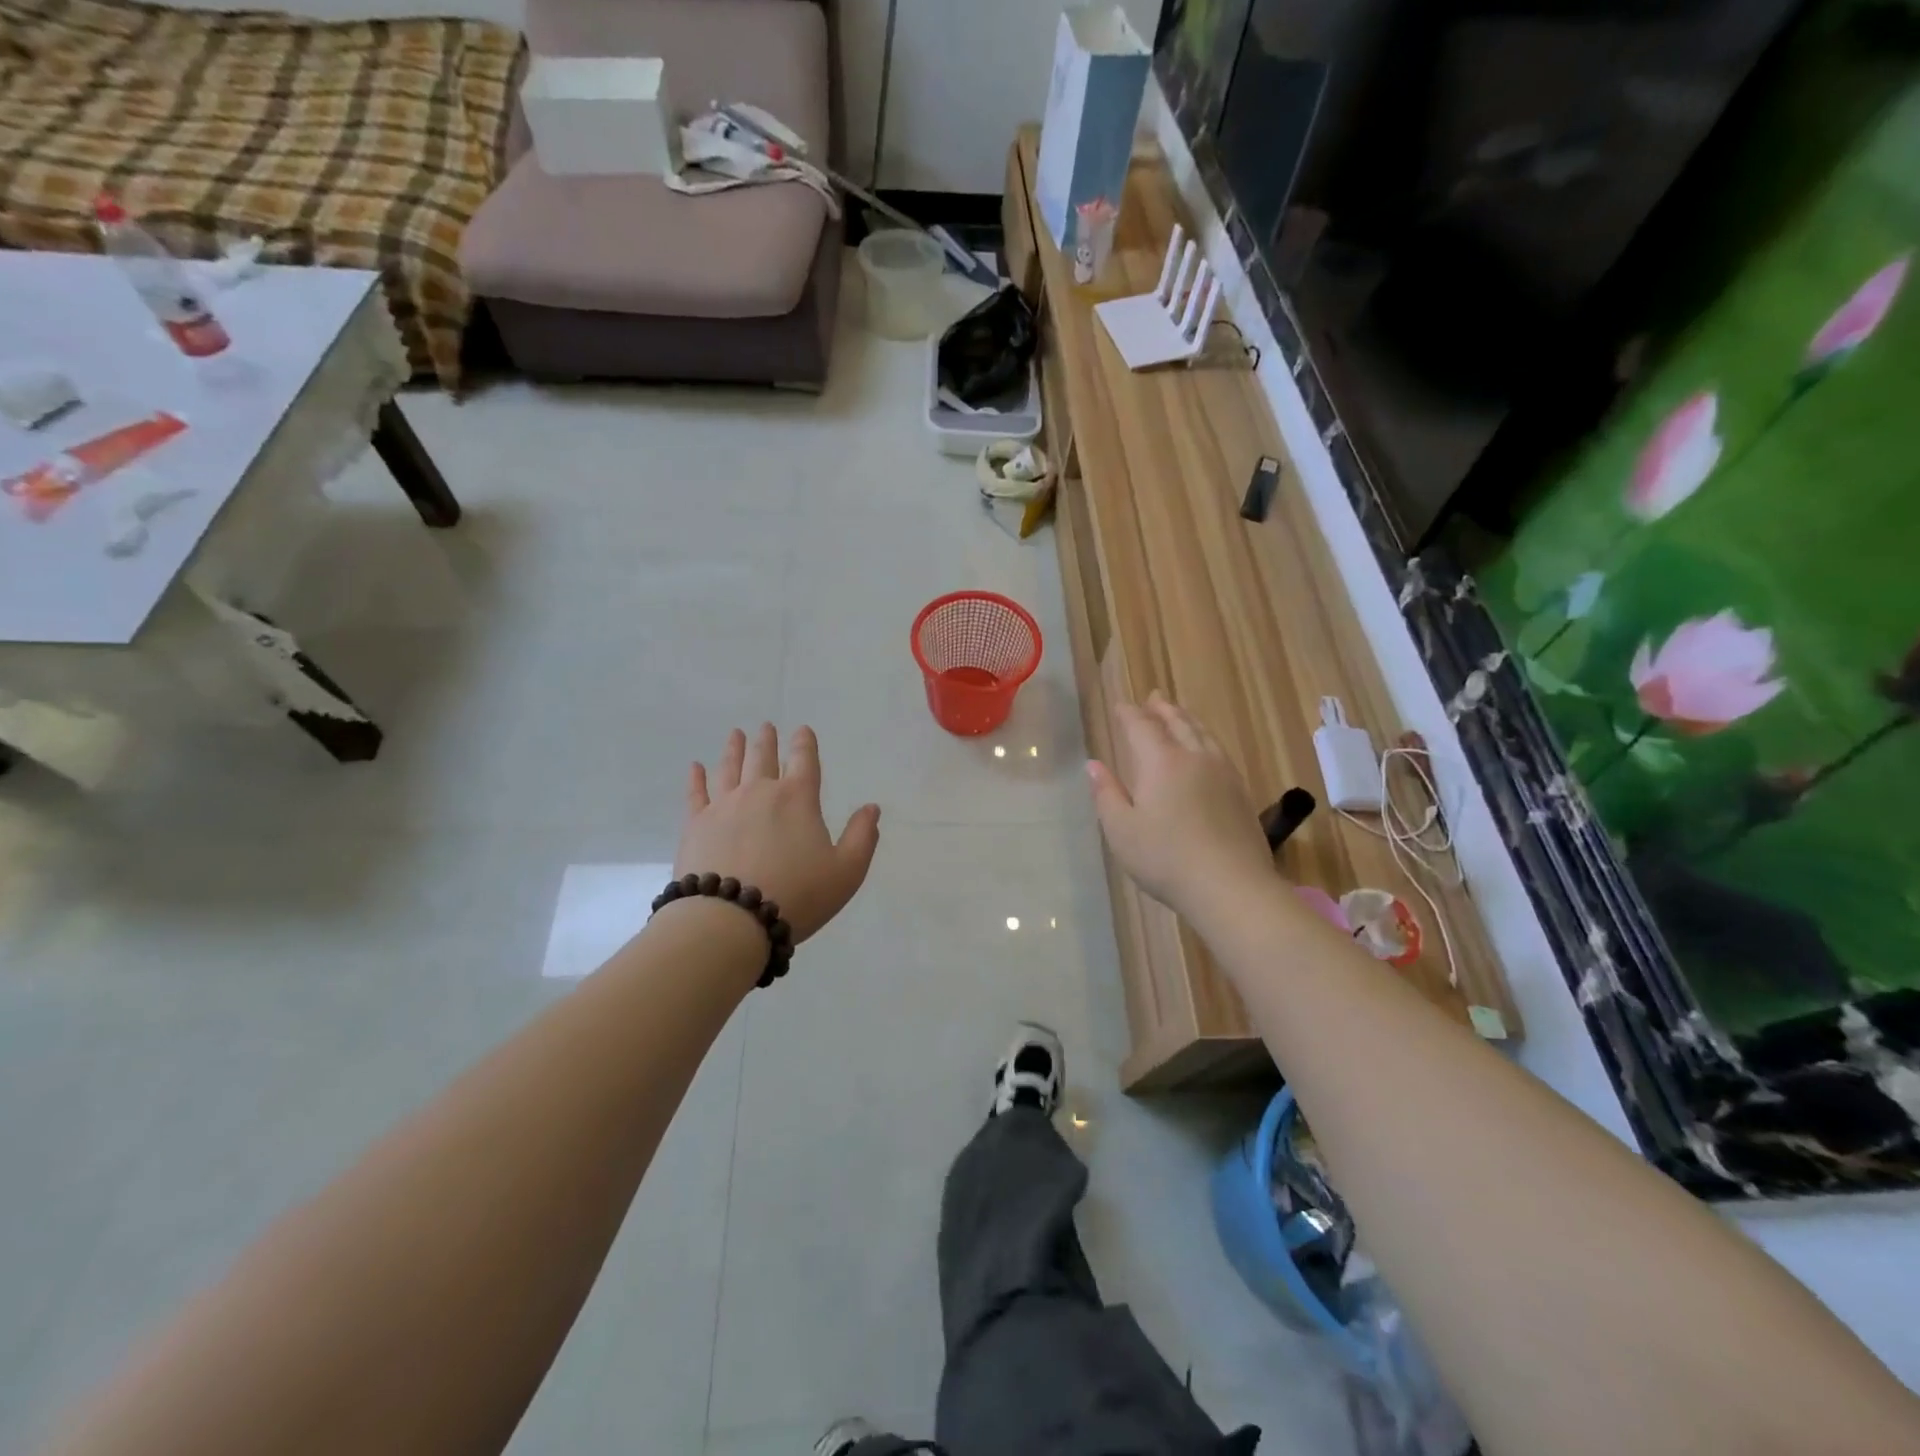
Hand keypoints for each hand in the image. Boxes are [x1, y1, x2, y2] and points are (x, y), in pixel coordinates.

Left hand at [676, 724, 881, 942]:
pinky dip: (696, 778)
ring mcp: (724, 806)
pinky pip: (696, 794)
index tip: (802, 730)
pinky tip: (695, 767)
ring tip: (736, 735)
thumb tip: (871, 808)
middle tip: (766, 727)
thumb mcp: (846, 871)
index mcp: (798, 799)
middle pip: (764, 758)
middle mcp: (760, 792)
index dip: (805, 743)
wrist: (731, 920)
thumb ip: (862, 837)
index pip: (804, 761)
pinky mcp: (696, 825)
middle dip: (768, 740)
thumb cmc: (797, 895)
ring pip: (730, 768)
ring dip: (734, 749)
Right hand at [1087, 692, 1275, 923]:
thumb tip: (1093, 765)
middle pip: (1178, 723)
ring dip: (1187, 719)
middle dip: (1162, 709)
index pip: (1142, 727)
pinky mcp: (1240, 791)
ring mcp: (1223, 773)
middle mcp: (1194, 757)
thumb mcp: (1121, 830)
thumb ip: (1107, 794)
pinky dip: (1206, 738)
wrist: (1231, 886)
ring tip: (1180, 714)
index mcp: (1161, 762)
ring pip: (1203, 734)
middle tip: (1154, 697)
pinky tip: (1206, 749)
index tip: (1120, 705)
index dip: (1129, 714)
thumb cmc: (1166, 858)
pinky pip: (1219, 750)